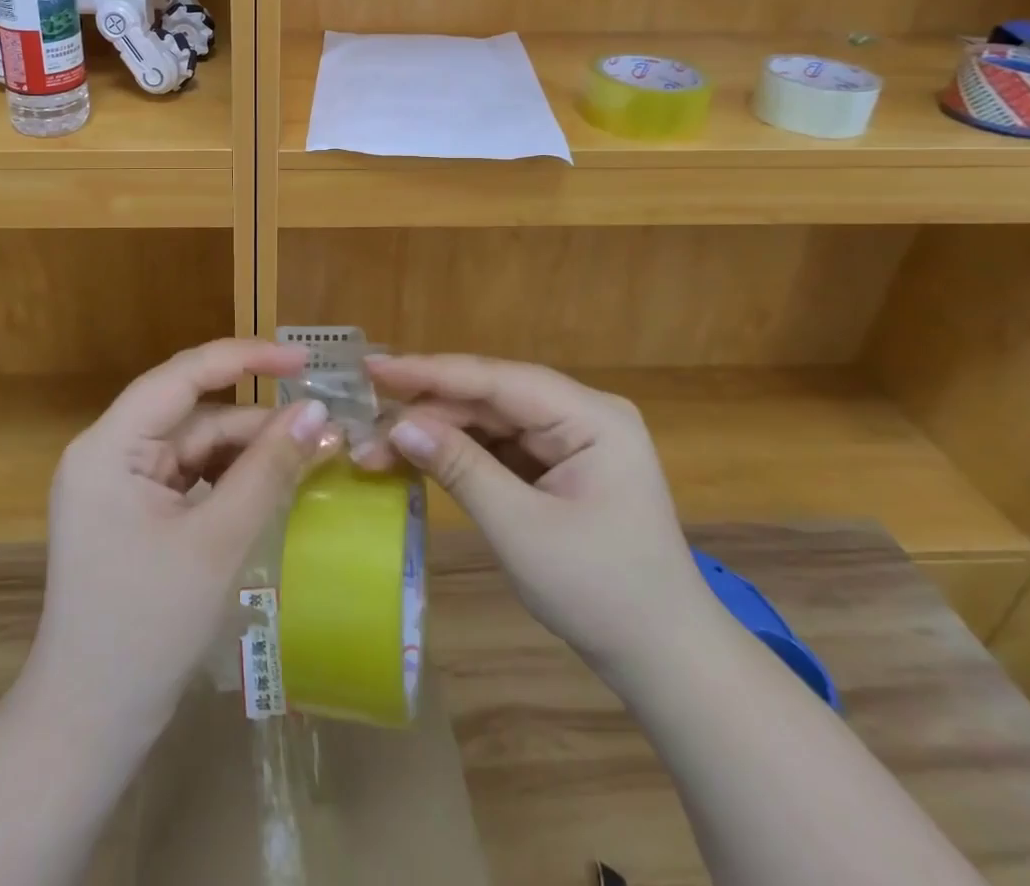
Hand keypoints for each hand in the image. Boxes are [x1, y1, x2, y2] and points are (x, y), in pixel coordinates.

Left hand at [26, 339, 340, 737]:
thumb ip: (268, 469)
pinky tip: (269, 483)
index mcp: (109, 445)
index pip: (182, 376)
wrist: (89, 723)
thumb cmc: (147, 628)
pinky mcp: (131, 509)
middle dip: (255, 419)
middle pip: (191, 412)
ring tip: (305, 454)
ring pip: (194, 443)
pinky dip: (228, 476)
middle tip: (320, 425)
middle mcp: (107, 451)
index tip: (303, 361)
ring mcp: (117, 482)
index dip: (245, 358)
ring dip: (246, 449)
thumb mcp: (217, 541)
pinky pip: (188, 473)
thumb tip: (317, 411)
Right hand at [360, 353, 714, 679]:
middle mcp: (580, 414)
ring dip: (436, 433)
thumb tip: (397, 425)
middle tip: (364, 425)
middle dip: (426, 412)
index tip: (373, 367)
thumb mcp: (521, 529)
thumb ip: (459, 467)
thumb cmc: (602, 592)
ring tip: (378, 447)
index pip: (496, 380)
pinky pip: (498, 446)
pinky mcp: (557, 465)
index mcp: (590, 416)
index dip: (430, 372)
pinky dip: (457, 453)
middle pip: (489, 398)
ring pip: (488, 421)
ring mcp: (570, 440)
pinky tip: (418, 457)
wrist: (664, 661)